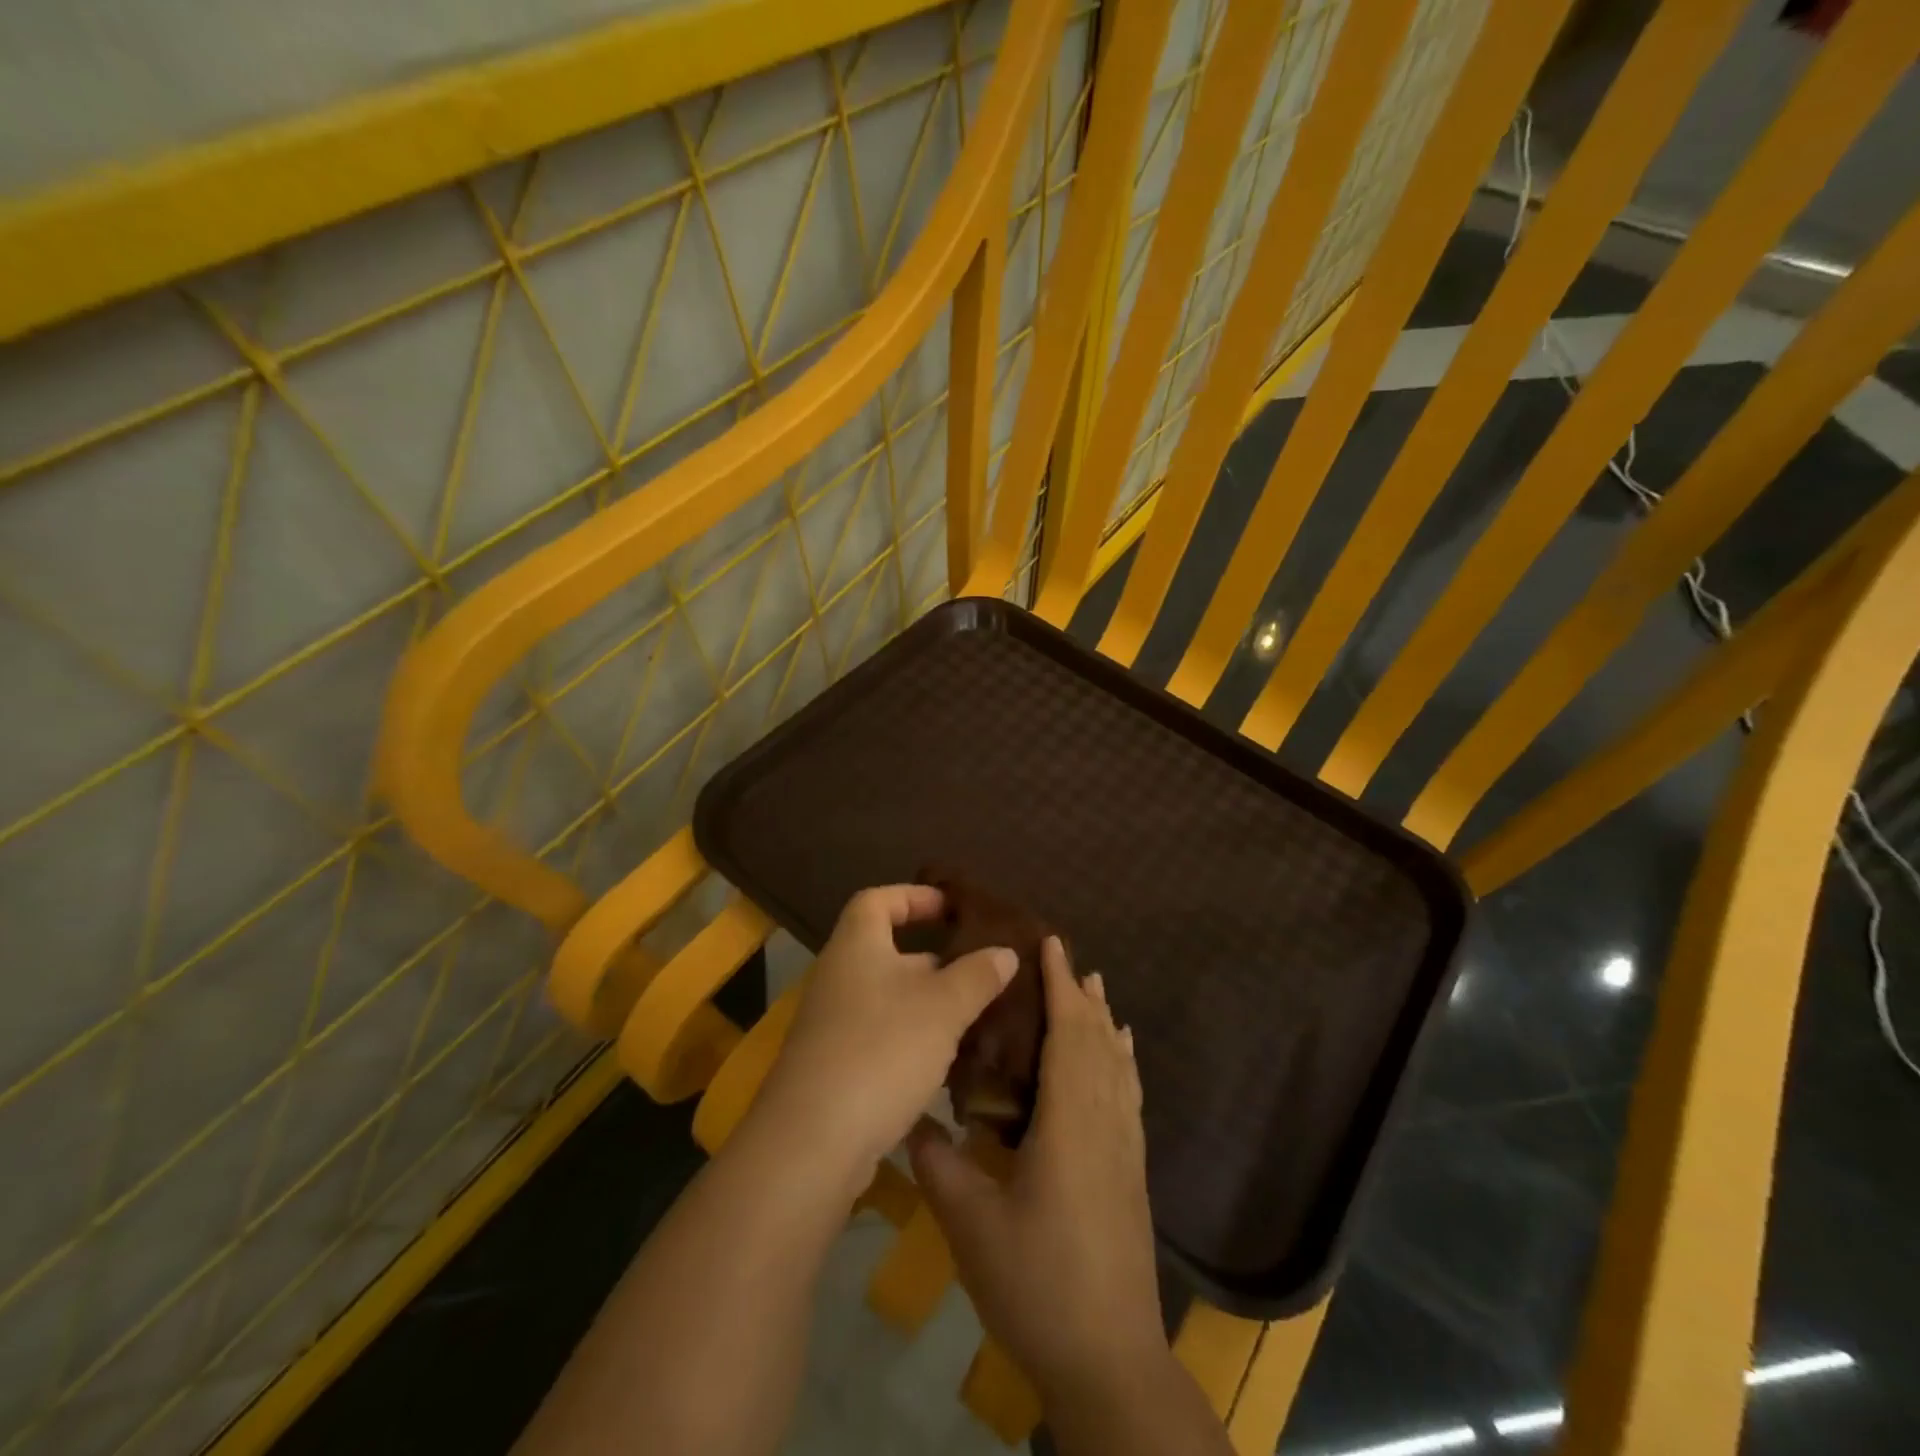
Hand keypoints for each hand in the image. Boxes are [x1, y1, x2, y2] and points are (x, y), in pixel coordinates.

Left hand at [752, 884, 1016, 1190]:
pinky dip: (913, 1041)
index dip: (915, 897)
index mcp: (857, 946)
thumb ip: (977, 975)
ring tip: (976, 1017)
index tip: (953, 908)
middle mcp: (839, 977)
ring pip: (890, 1000)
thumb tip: (1004, 952)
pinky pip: (881, 1037)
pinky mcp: (835, 1068)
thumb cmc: (881, 1050)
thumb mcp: (942, 1007)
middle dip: (935, 960)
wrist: (812, 1142)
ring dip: (929, 1005)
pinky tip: (947, 1064)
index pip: (878, 901)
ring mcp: (833, 1025)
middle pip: (888, 952)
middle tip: (981, 971)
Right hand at [909, 937, 1164, 1398]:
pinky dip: (1122, 1060)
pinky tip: (1118, 1057)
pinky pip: (1129, 1092)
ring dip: (1104, 1021)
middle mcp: (1105, 1120)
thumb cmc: (1038, 1283)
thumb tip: (911, 1120)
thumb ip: (938, 1164)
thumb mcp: (971, 1224)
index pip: (1069, 1032)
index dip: (1061, 984)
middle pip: (1099, 1040)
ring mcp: (1125, 1146)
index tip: (1050, 943)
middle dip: (1082, 994)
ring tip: (1094, 989)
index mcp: (1071, 1120)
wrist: (1109, 1359)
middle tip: (1063, 956)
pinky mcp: (1132, 1169)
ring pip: (1119, 1063)